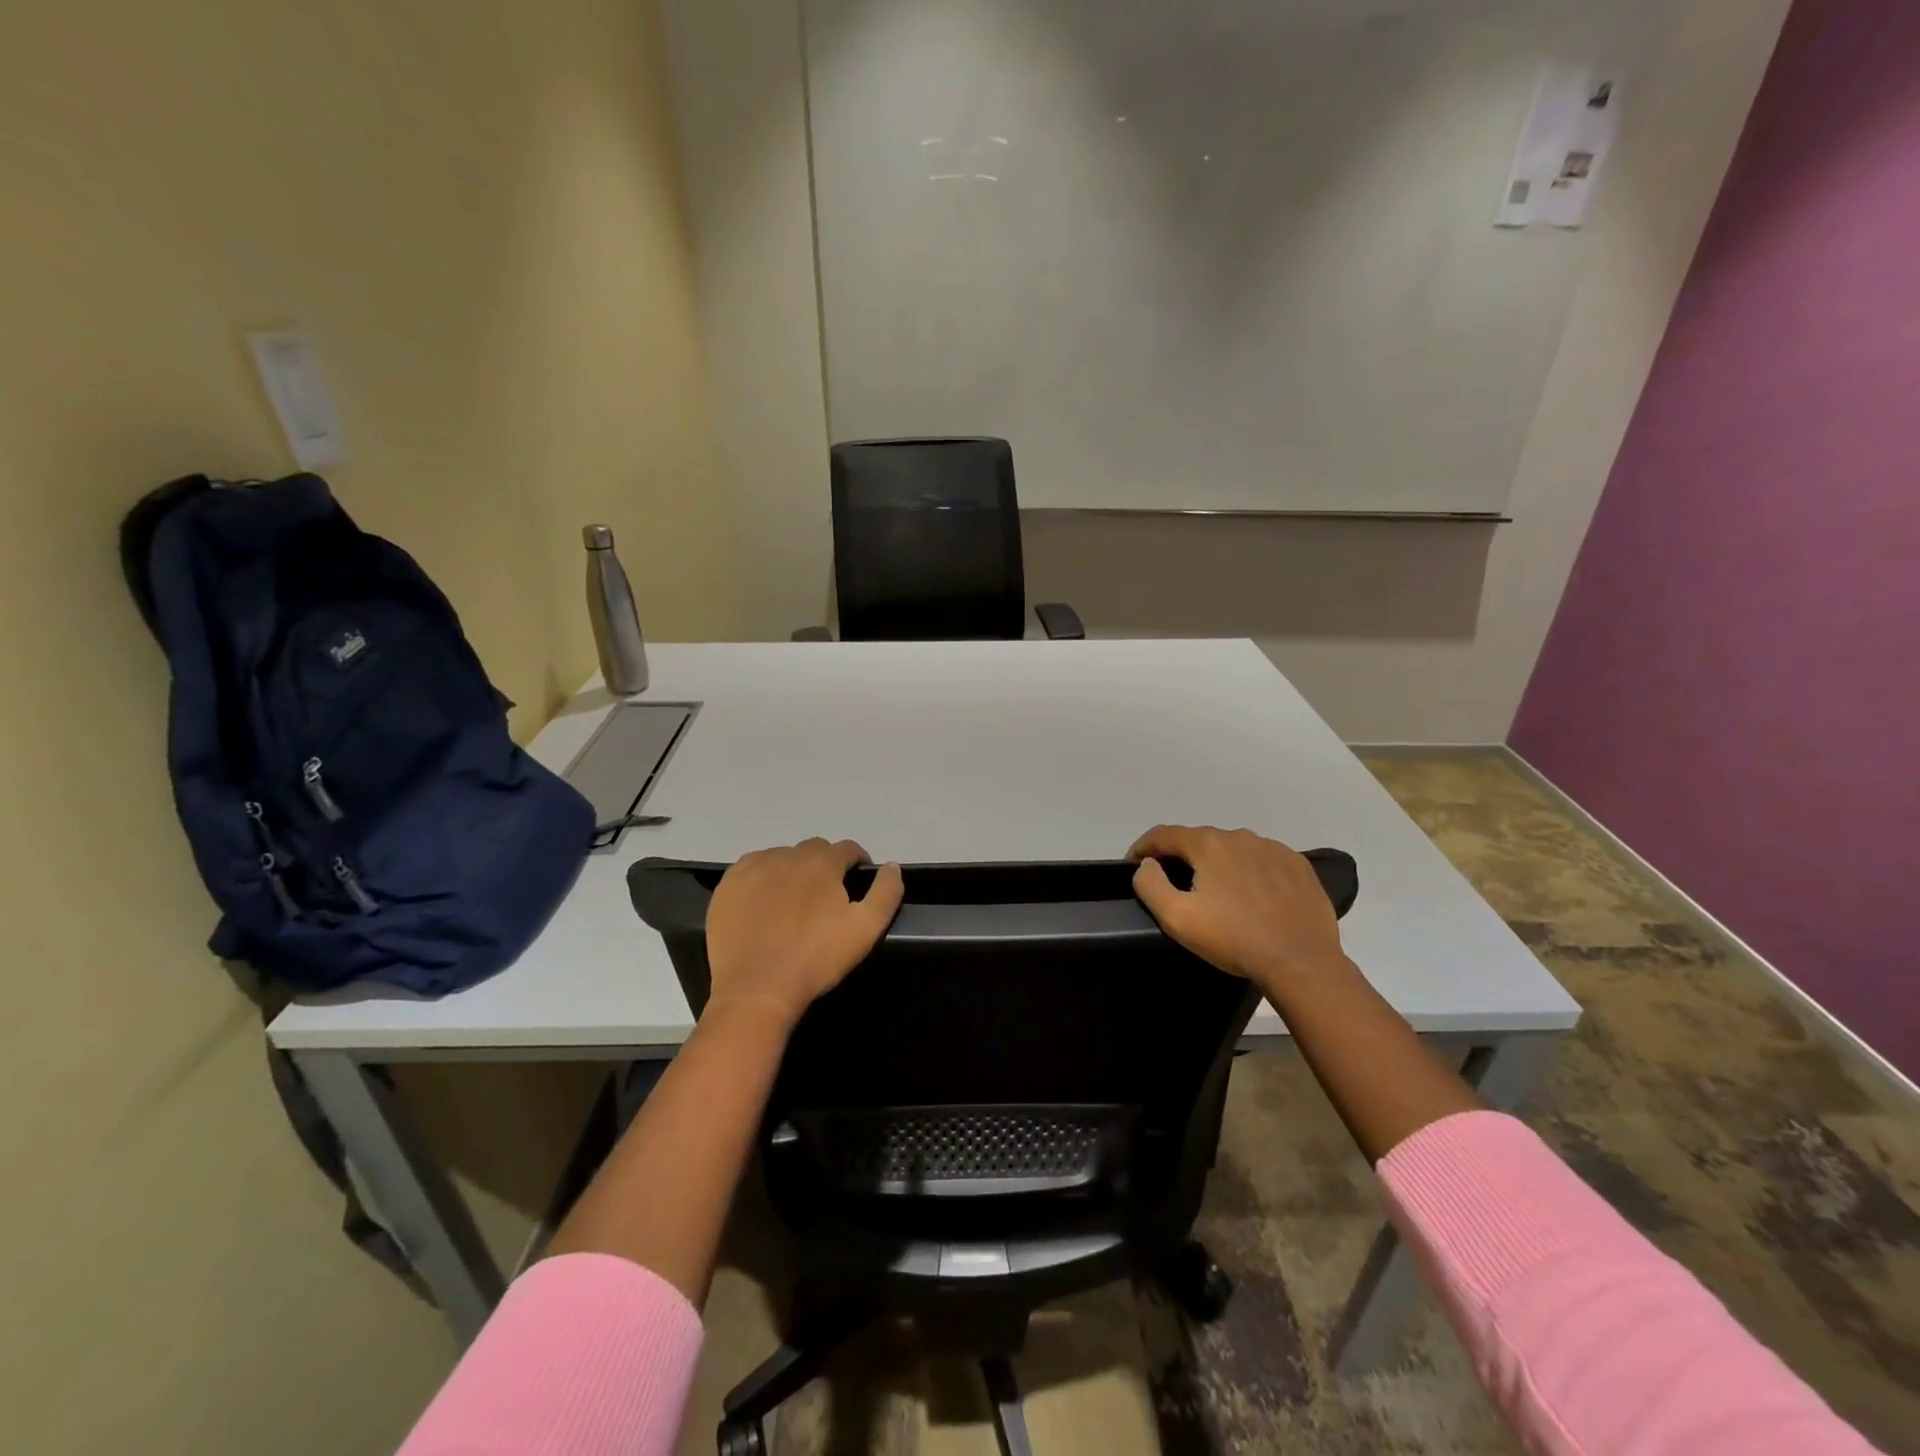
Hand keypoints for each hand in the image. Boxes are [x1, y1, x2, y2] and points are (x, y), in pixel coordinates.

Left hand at [704, 838, 904, 1029]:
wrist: (757, 988)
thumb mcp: (866, 929)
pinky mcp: (728, 884)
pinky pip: (751, 869)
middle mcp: (788, 856)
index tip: (857, 879)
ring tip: (793, 901)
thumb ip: (886, 892)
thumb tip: (892, 866)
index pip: (847, 849)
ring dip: (792, 870)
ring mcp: (754, 867)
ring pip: (781, 857)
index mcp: (822, 863)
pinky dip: (762, 878)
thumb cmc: (816, 959)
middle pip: (814, 850)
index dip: (857, 861)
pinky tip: (763, 903)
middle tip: (825, 896)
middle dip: (824, 865)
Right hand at [1129, 825, 1350, 1002]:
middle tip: (1176, 886)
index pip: (1163, 834)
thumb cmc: (1233, 938)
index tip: (1134, 866)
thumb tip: (1147, 864)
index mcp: (1208, 844)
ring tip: (1217, 894)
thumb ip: (1150, 884)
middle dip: (1182, 858)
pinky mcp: (1299, 866)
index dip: (1143, 848)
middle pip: (1199, 840)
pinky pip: (1263, 861)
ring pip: (1233, 850)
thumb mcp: (1177, 917)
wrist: (1301, 962)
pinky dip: (1249, 872)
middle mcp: (1240, 836)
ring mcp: (1274, 849)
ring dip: (1218, 864)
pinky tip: (1252, 897)